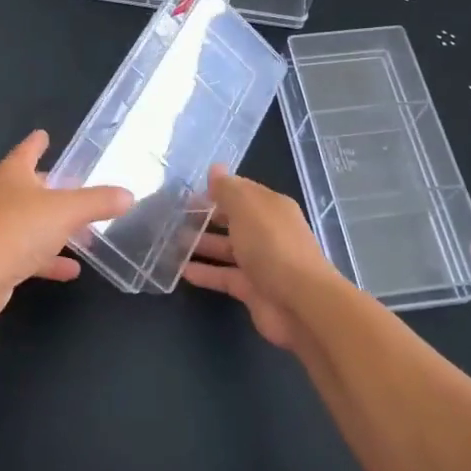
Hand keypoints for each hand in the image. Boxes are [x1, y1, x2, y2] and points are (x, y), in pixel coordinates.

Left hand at [0, 130, 132, 320]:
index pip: (27, 150)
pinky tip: (72, 269)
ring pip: (31, 222)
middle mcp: (1, 197)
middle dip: (51, 187)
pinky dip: (49, 259)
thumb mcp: (67, 210)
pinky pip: (30, 254)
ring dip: (54, 227)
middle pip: (30, 187)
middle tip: (75, 186)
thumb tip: (128, 195)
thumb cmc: (19, 228)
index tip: (44, 134)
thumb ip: (98, 201)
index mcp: (12, 174)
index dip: (37, 143)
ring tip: (83, 232)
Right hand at [183, 166, 335, 349]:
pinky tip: (181, 271)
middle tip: (175, 217)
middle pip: (234, 220)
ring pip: (227, 249)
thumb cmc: (271, 245)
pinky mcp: (252, 290)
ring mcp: (261, 262)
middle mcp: (268, 232)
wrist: (299, 302)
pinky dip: (205, 273)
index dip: (217, 190)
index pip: (242, 192)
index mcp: (271, 207)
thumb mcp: (246, 207)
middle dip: (207, 217)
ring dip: (202, 245)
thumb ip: (227, 188)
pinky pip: (224, 276)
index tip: (189, 193)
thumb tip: (215, 168)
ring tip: (171, 242)